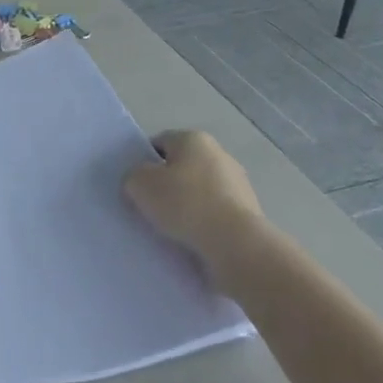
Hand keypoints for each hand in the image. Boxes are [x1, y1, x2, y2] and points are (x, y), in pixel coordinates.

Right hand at [125, 130, 267, 264]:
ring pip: (200, 192)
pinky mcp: (249, 213)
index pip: (160, 142)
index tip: (137, 186)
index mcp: (193, 139)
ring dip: (187, 207)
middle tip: (150, 208)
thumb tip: (139, 182)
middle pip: (182, 167)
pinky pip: (215, 215)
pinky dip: (204, 225)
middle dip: (167, 185)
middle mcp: (219, 154)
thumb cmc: (185, 203)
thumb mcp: (140, 185)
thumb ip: (133, 177)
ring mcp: (238, 184)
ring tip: (171, 230)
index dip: (144, 162)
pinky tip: (193, 241)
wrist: (235, 244)